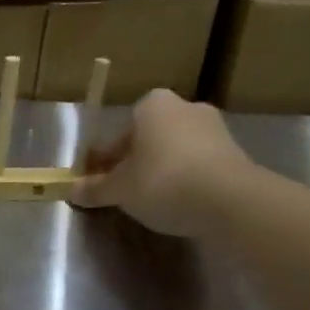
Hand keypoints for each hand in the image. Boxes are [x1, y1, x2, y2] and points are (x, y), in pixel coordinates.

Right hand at [70, 90, 254, 238]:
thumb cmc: (163, 182)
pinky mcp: (237, 153)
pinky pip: (199, 165)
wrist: (232, 201)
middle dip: (135, 162)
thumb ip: (95, 189)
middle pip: (149, 138)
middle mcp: (185, 107)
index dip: (105, 159)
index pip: (119, 131)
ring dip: (162, 171)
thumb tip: (72, 191)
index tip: (100, 182)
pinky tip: (181, 204)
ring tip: (152, 202)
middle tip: (124, 192)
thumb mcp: (119, 190)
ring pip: (175, 150)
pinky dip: (188, 180)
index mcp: (152, 104)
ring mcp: (215, 128)